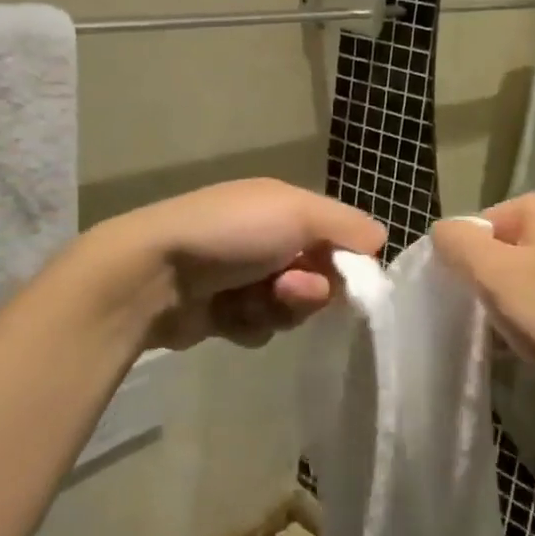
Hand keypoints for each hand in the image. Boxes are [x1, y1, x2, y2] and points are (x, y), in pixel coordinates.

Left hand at [90, 178, 385, 350]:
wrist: (154, 273)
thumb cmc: (232, 234)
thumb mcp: (297, 212)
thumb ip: (346, 226)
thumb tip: (380, 240)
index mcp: (283, 207)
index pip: (337, 239)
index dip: (345, 263)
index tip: (344, 280)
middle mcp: (265, 239)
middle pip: (315, 278)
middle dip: (307, 291)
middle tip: (288, 289)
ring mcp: (240, 276)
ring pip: (288, 309)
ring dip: (275, 310)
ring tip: (247, 302)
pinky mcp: (220, 311)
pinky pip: (258, 327)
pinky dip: (247, 324)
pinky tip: (226, 317)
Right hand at [431, 187, 534, 406]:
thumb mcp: (494, 278)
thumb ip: (457, 244)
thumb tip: (445, 231)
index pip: (483, 224)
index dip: (472, 265)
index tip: (482, 302)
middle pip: (513, 244)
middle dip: (501, 280)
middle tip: (504, 319)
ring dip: (527, 295)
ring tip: (534, 333)